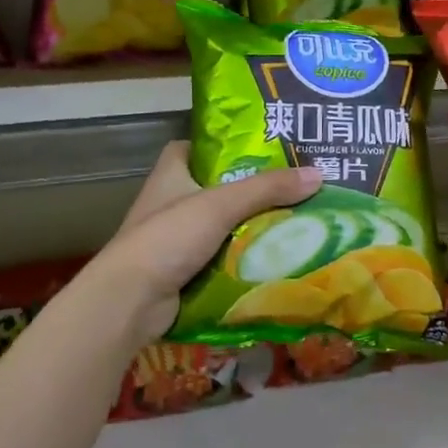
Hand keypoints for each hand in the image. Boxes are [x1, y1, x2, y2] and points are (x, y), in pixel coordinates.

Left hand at [91, 141, 322, 343]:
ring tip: (297, 221)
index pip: (199, 147)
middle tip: (294, 187)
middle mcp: (171, 201)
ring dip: (253, 227)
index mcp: (170, 173)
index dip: (227, 145)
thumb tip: (318, 175)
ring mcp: (176, 239)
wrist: (130, 301)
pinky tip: (277, 257)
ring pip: (224, 225)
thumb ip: (266, 189)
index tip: (263, 149)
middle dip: (253, 191)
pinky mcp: (184, 270)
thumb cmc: (168, 238)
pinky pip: (223, 257)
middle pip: (219, 188)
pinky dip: (244, 258)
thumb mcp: (221, 205)